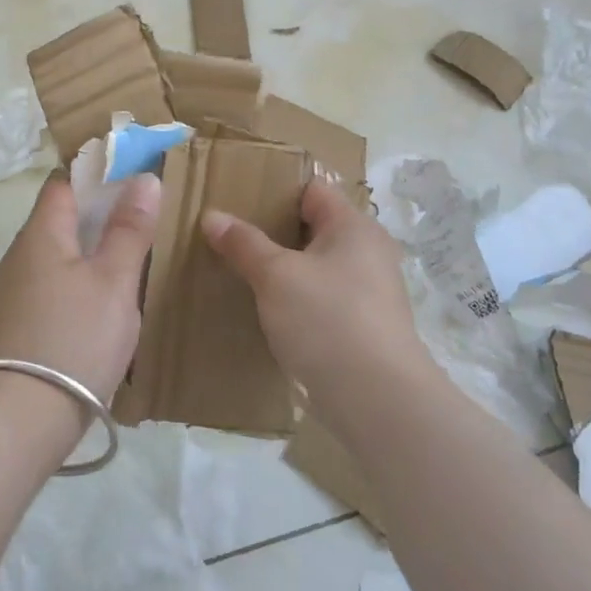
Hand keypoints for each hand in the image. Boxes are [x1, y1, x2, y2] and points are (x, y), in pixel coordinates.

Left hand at [0, 170, 161, 415]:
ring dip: (91, 247)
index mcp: (41, 232)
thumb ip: (130, 229)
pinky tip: (104, 298)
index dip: (98, 172)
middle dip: (100, 211)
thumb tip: (144, 179)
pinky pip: (54, 282)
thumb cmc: (75, 337)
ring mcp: (15, 289)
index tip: (135, 174)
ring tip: (132, 254)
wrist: (22, 417)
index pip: (64, 181)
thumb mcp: (114, 280)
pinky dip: (80, 277)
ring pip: (59, 252)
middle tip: (144, 216)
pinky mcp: (19, 321)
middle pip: (61, 216)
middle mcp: (21, 253)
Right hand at [201, 181, 424, 410]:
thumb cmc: (327, 320)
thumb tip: (212, 216)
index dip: (275, 190)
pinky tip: (267, 309)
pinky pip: (323, 298)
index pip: (312, 190)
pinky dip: (297, 297)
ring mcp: (369, 292)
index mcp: (353, 226)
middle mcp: (368, 252)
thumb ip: (244, 243)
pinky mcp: (363, 327)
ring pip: (317, 266)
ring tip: (241, 270)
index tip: (237, 198)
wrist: (377, 400)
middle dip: (274, 231)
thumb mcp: (276, 276)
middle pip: (314, 228)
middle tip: (230, 235)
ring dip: (284, 268)